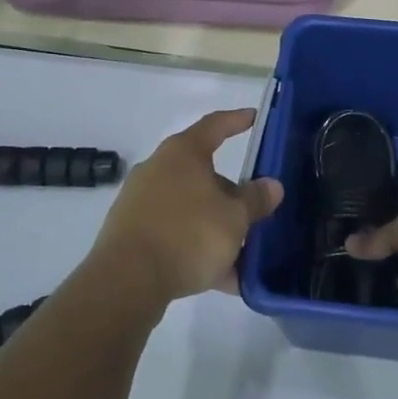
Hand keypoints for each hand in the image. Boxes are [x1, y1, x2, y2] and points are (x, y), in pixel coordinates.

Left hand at [88, 108, 283, 305]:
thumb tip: (271, 185)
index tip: (253, 117)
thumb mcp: (234, 218)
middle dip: (230, 193)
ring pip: (190, 208)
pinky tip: (222, 278)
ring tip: (243, 253)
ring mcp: (141, 202)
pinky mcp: (132, 233)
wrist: (126, 281)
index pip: (214, 125)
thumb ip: (255, 199)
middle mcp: (158, 169)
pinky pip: (175, 234)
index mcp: (183, 154)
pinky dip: (198, 249)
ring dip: (216, 226)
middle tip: (255, 209)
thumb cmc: (188, 234)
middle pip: (203, 173)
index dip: (236, 120)